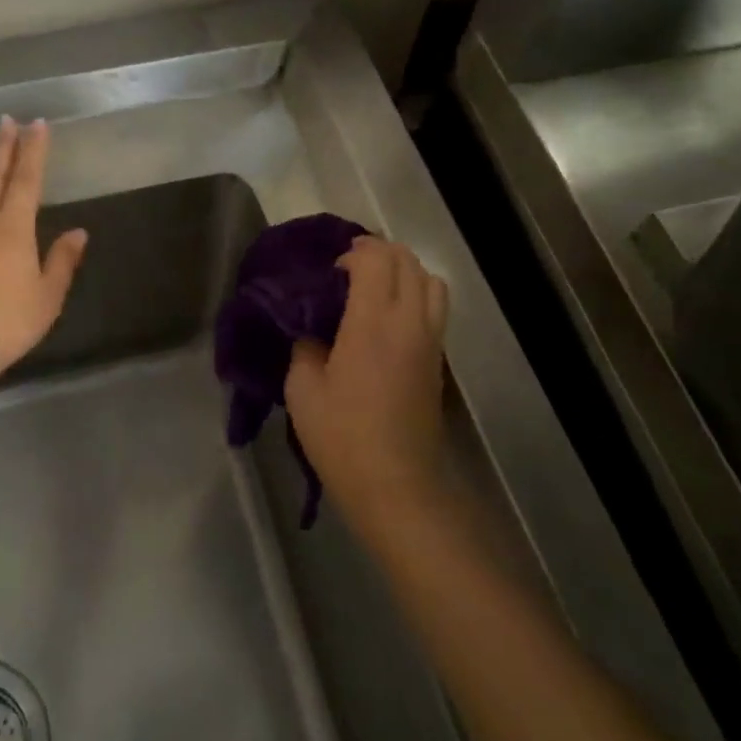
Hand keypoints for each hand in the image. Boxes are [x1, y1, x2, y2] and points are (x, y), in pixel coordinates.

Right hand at [285, 236, 449, 525]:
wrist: (397, 487)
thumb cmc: (343, 438)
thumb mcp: (303, 389)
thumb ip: (305, 345)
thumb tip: (312, 329)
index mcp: (373, 322)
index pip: (376, 259)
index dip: (352, 253)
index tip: (329, 271)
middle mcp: (410, 322)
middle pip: (407, 261)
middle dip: (378, 253)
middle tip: (346, 271)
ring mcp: (430, 340)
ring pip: (430, 280)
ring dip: (403, 271)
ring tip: (372, 289)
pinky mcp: (438, 360)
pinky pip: (434, 307)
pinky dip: (415, 294)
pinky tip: (386, 319)